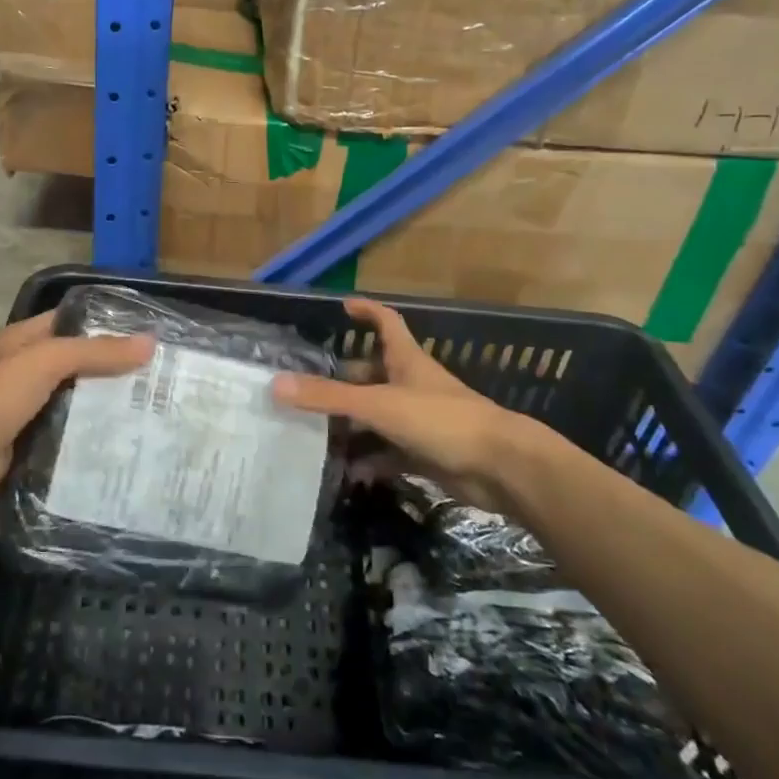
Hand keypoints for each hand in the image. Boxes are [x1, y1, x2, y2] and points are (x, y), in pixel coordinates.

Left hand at [0, 312, 153, 498]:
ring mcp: (15, 409)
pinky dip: (80, 435)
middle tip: (146, 376)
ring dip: (94, 404)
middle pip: (67, 363)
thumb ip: (96, 352)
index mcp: (14, 342)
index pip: (62, 322)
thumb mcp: (48, 360)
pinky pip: (59, 433)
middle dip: (102, 369)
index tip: (137, 335)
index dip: (97, 324)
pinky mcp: (20, 443)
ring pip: (65, 400)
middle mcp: (13, 371)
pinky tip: (112, 439)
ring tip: (138, 408)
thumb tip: (149, 343)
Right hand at [272, 298, 581, 513]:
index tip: (344, 306)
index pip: (386, 323)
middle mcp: (413, 386)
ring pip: (378, 416)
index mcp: (407, 361)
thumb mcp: (379, 405)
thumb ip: (329, 398)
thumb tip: (276, 384)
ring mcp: (421, 421)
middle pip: (373, 374)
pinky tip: (347, 473)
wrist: (502, 468)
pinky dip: (370, 461)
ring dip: (351, 425)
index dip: (367, 311)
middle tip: (307, 391)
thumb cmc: (442, 421)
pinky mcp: (427, 453)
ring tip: (314, 434)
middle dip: (342, 381)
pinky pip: (390, 453)